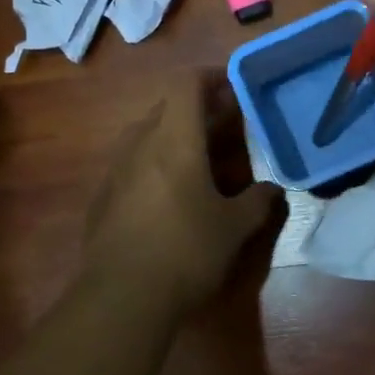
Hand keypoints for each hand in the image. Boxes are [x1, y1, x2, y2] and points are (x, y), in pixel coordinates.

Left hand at [81, 73, 279, 315]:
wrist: (122, 297)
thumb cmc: (187, 251)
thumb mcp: (234, 228)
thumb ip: (258, 202)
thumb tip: (272, 190)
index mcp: (174, 140)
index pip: (186, 84)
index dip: (211, 77)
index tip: (234, 87)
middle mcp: (140, 144)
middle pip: (167, 107)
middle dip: (198, 109)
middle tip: (226, 125)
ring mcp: (115, 170)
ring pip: (146, 134)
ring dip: (174, 134)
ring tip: (199, 158)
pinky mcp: (102, 197)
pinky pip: (131, 163)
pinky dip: (153, 162)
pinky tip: (168, 194)